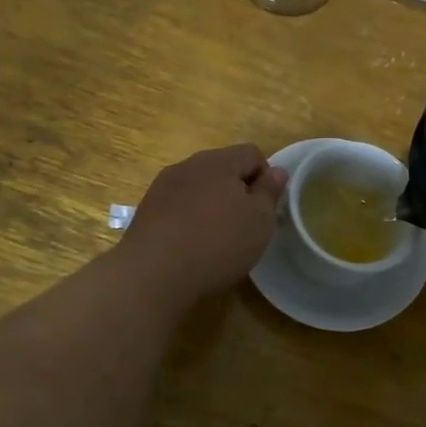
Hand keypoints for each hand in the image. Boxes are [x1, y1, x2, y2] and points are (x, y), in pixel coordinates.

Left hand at [119, 144, 286, 305]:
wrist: (153, 273)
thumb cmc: (218, 243)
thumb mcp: (259, 220)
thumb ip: (270, 191)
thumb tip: (277, 171)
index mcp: (220, 161)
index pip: (252, 153)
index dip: (266, 177)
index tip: (266, 208)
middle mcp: (189, 164)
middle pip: (224, 167)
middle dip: (239, 190)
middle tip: (246, 225)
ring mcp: (164, 185)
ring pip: (199, 186)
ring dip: (213, 203)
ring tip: (218, 237)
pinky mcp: (148, 208)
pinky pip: (179, 204)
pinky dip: (190, 217)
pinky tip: (192, 244)